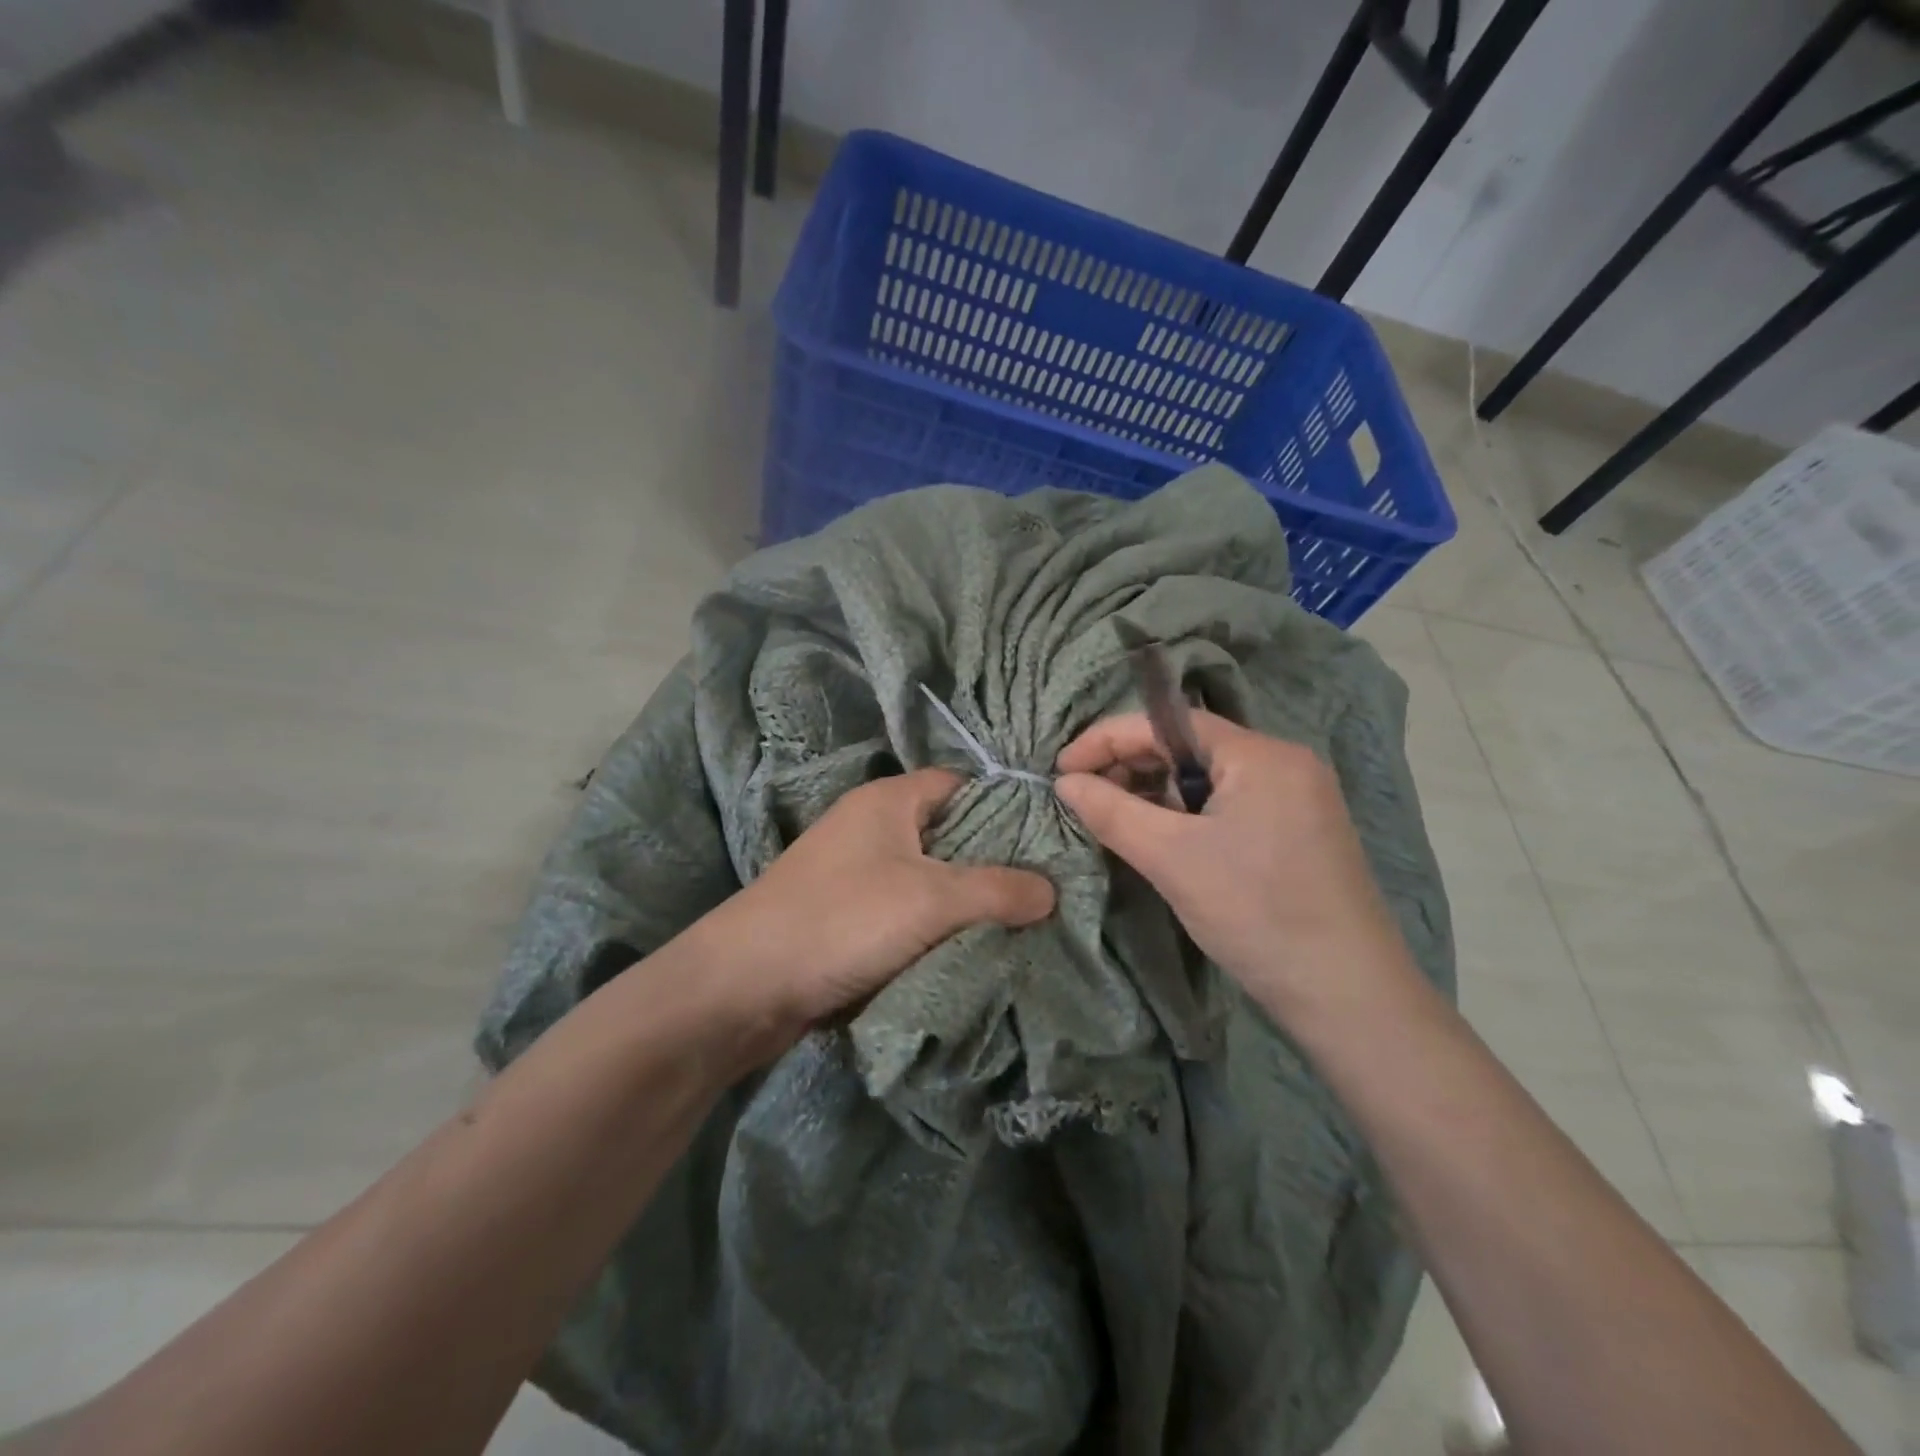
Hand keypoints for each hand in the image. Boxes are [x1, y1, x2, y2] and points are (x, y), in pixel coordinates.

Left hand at [695, 769, 1054, 1031]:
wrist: (742, 987)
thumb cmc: (841, 920)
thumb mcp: (932, 899)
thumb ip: (998, 890)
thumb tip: (1052, 890)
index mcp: (889, 799)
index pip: (963, 784)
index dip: (1007, 806)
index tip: (1051, 840)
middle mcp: (871, 826)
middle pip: (949, 833)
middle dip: (993, 862)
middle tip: (1045, 890)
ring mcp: (855, 872)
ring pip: (928, 877)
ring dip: (965, 902)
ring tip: (1020, 924)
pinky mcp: (846, 916)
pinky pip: (905, 912)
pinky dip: (935, 928)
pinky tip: (970, 949)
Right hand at [1054, 712, 1416, 1017]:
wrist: (1349, 996)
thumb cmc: (1256, 914)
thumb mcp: (1171, 858)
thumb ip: (1111, 811)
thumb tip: (1064, 782)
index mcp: (1260, 754)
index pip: (1169, 723)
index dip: (1108, 739)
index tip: (1062, 768)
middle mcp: (1284, 762)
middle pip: (1190, 747)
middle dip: (1131, 766)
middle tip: (1085, 797)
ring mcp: (1297, 797)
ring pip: (1208, 778)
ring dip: (1157, 793)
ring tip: (1117, 820)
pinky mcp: (1299, 831)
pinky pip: (1229, 804)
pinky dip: (1188, 815)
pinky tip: (1162, 838)